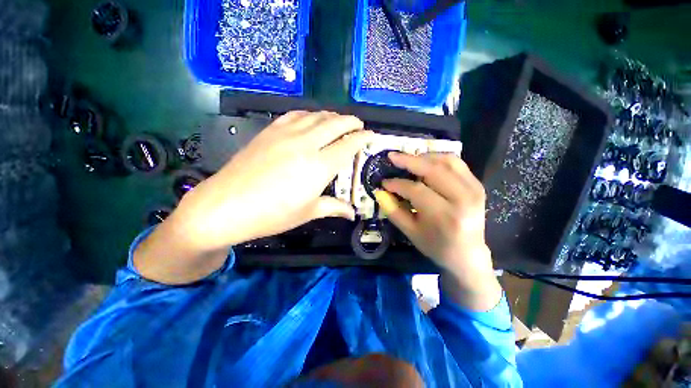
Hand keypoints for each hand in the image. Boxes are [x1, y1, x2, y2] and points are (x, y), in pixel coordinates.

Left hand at [134, 111, 372, 283]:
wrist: (225, 205)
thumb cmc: (272, 214)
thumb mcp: (308, 212)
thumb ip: (334, 208)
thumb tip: (351, 214)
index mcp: (320, 166)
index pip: (349, 145)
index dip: (363, 138)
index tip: (371, 135)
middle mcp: (306, 144)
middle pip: (335, 124)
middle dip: (351, 122)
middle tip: (359, 125)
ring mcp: (286, 134)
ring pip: (316, 116)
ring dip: (332, 116)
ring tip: (338, 122)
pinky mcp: (270, 131)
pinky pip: (296, 115)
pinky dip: (310, 115)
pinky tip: (311, 120)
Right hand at [375, 152, 501, 310]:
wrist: (468, 254)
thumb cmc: (436, 246)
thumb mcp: (410, 232)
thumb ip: (393, 210)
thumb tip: (380, 191)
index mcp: (444, 216)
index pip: (416, 190)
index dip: (397, 184)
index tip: (384, 182)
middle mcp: (463, 199)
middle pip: (432, 170)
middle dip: (408, 161)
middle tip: (392, 156)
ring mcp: (474, 189)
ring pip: (446, 161)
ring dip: (424, 157)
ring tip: (408, 160)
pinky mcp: (477, 185)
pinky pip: (457, 163)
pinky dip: (438, 158)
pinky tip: (426, 162)